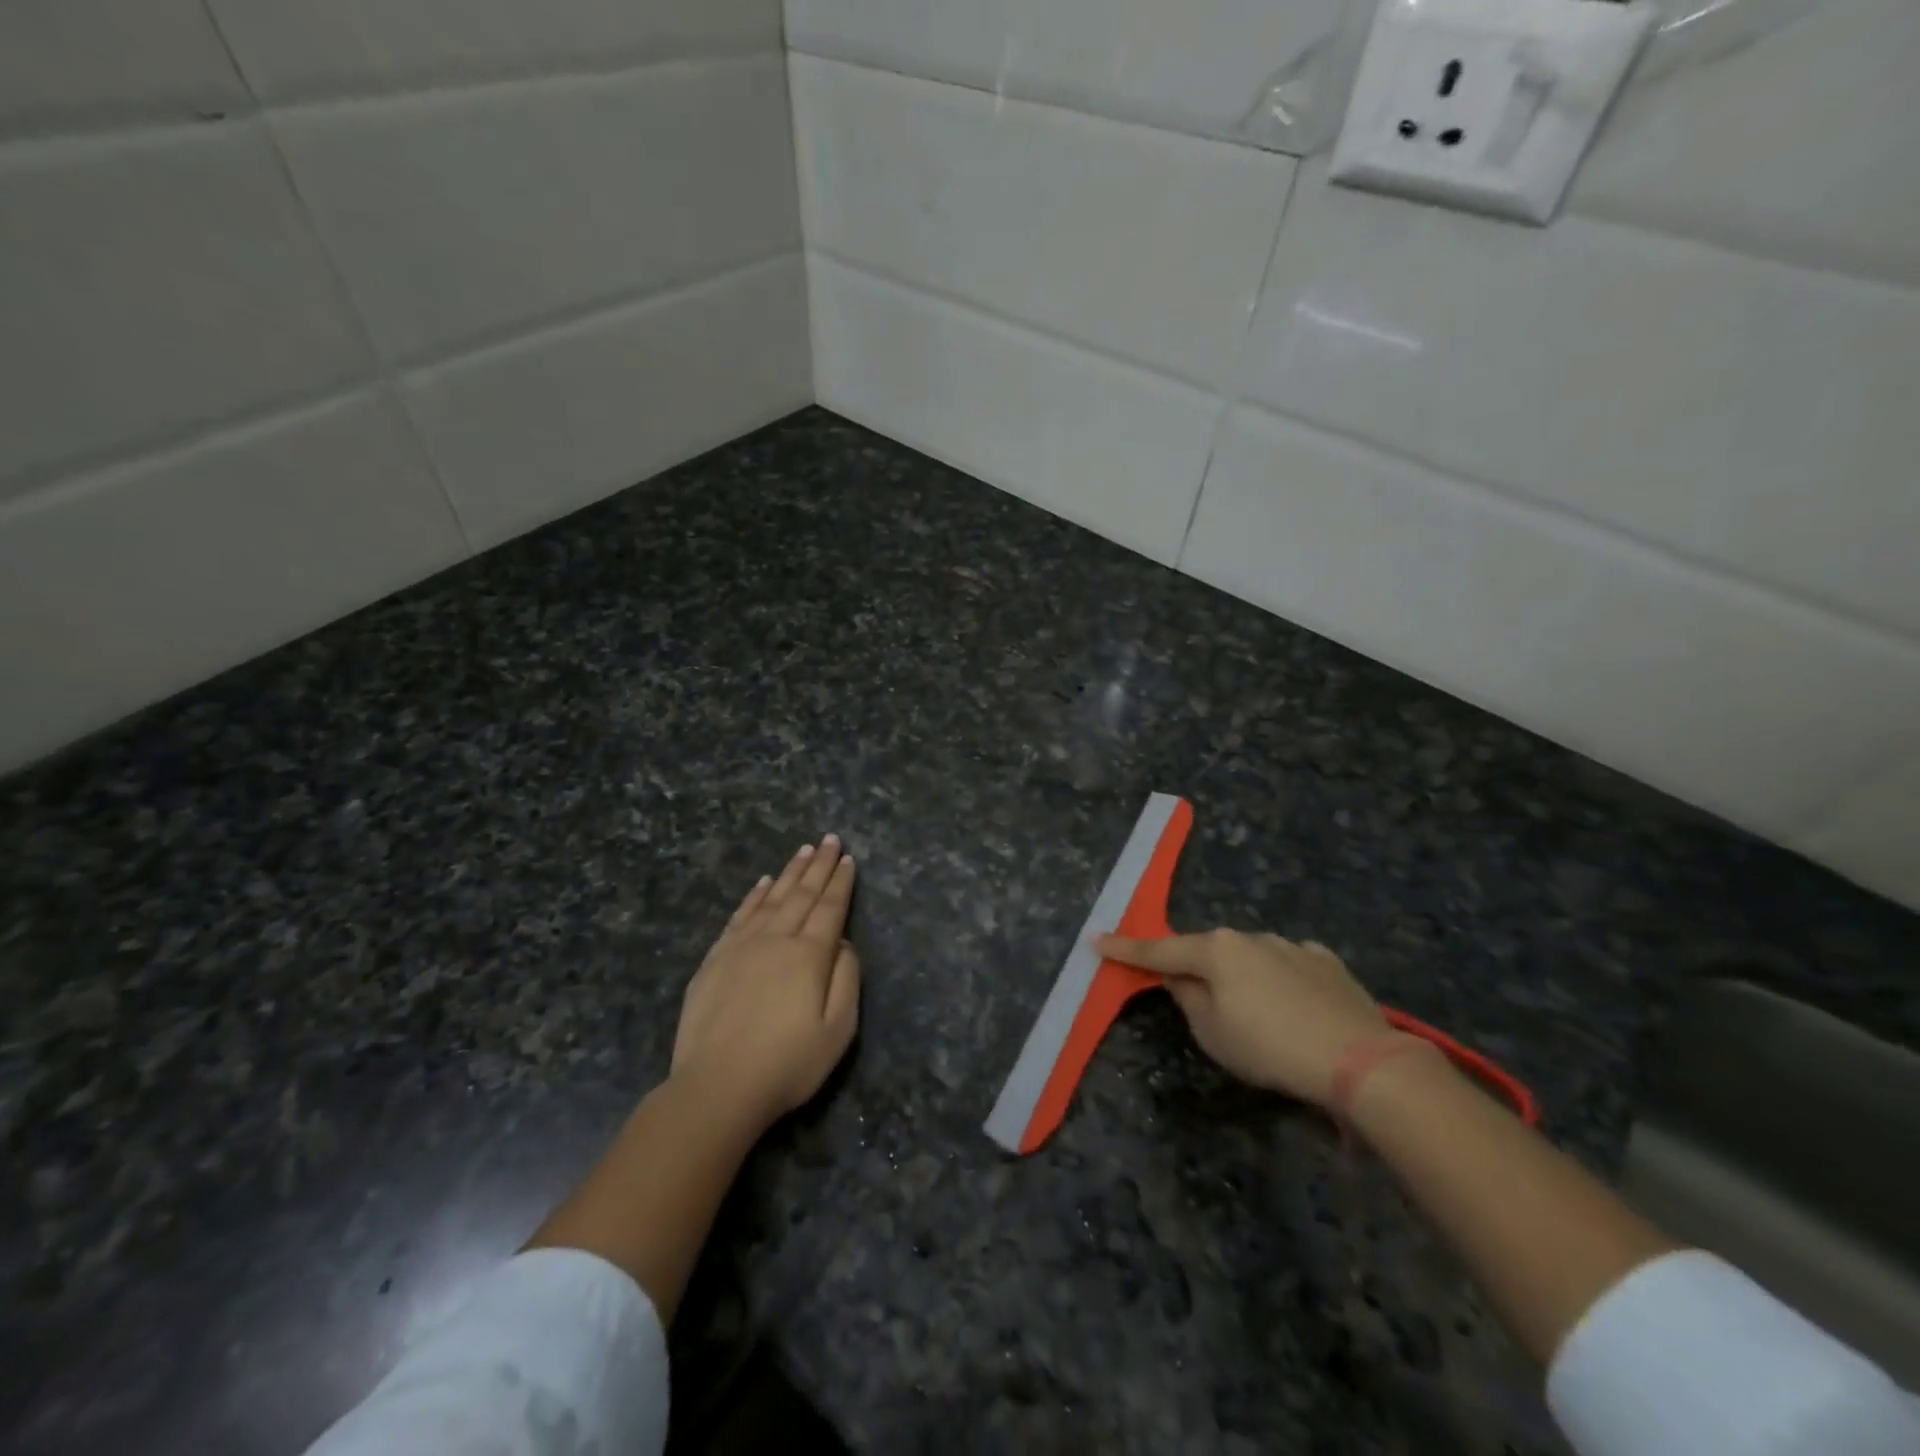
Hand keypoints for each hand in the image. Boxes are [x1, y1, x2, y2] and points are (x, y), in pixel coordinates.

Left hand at [671, 836, 861, 1132]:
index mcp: (809, 955)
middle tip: (830, 839)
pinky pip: (740, 916)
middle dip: (819, 865)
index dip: (841, 882)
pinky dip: (754, 895)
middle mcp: (776, 940)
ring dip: (790, 872)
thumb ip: (846, 978)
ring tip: (804, 850)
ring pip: (771, 898)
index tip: (849, 859)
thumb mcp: (838, 1030)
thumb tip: (842, 942)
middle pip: (802, 894)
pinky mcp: (716, 959)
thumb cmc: (787, 1064)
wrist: (717, 1088)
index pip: (830, 908)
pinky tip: (763, 883)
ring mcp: (741, 947)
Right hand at [1094, 930, 1388, 1107]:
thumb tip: (1181, 978)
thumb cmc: (1269, 1047)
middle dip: (1197, 971)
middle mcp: (1250, 937)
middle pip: (1208, 952)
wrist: (1359, 1060)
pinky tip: (1295, 1008)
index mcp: (1215, 950)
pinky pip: (1288, 966)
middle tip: (1197, 1002)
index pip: (1158, 949)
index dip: (1125, 949)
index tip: (1095, 940)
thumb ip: (1187, 998)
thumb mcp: (1212, 1033)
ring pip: (1250, 958)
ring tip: (1260, 1019)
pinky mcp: (1326, 961)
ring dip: (1242, 979)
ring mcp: (1292, 945)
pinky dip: (1280, 982)